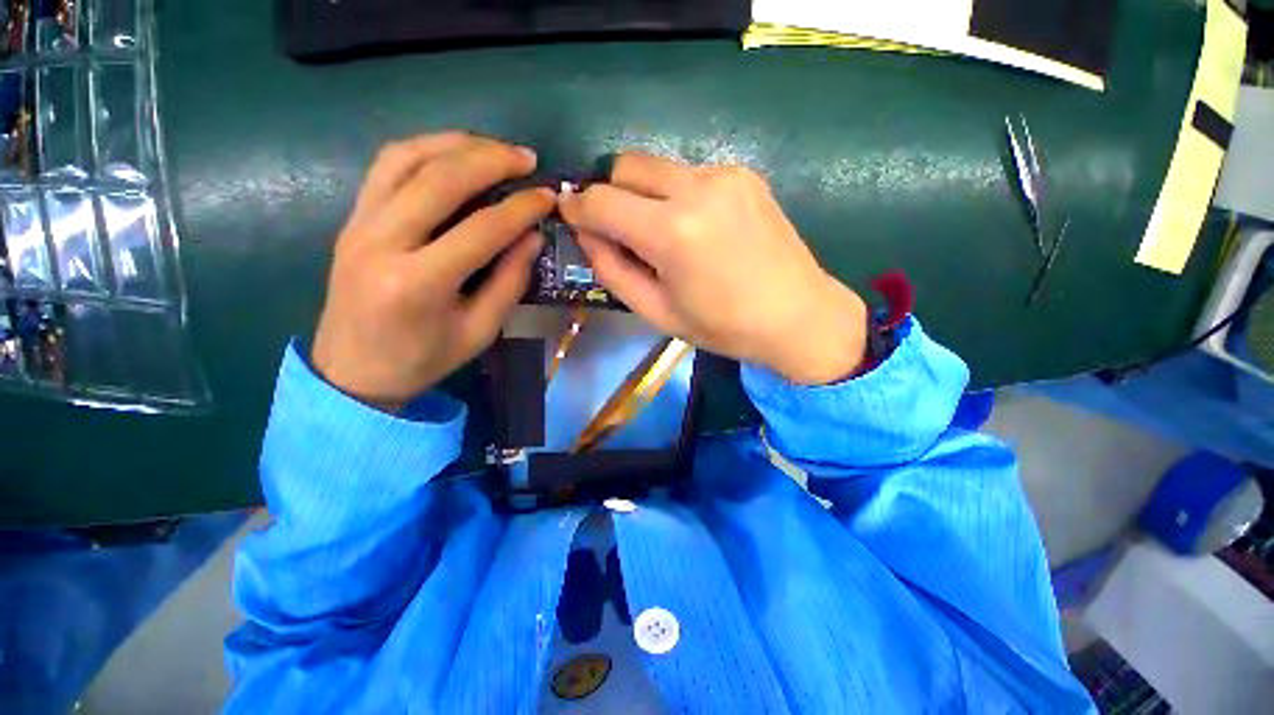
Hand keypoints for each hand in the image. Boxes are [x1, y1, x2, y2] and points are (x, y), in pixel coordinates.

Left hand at [312, 133, 552, 410]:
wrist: (352, 371)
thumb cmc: (423, 359)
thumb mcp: (480, 330)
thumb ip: (509, 282)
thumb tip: (532, 237)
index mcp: (419, 283)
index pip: (481, 228)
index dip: (521, 208)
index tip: (548, 196)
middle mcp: (382, 242)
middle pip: (440, 179)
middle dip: (490, 160)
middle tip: (526, 159)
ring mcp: (359, 225)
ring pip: (406, 159)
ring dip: (455, 144)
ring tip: (493, 148)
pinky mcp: (352, 219)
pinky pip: (385, 168)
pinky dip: (423, 150)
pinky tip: (452, 153)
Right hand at [560, 153, 866, 384]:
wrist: (798, 315)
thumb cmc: (723, 326)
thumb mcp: (656, 311)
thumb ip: (612, 269)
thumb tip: (586, 233)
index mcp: (672, 232)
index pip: (601, 200)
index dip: (577, 207)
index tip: (570, 216)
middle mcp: (696, 188)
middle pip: (626, 165)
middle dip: (609, 193)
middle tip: (616, 228)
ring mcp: (725, 174)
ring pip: (658, 167)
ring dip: (644, 194)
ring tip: (660, 234)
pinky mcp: (744, 174)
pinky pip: (690, 174)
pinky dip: (676, 195)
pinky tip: (695, 227)